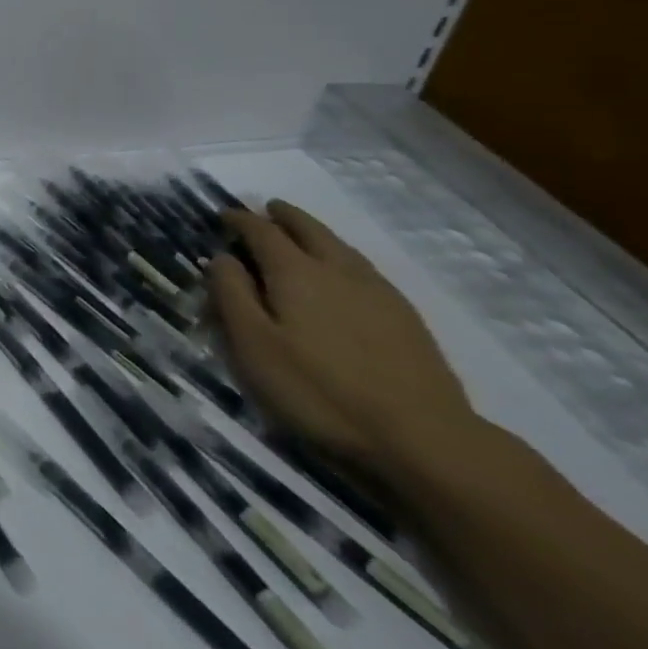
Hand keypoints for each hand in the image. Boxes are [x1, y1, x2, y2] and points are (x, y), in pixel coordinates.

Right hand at [208, 201, 477, 477]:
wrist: (425, 439)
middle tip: (269, 208)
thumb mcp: (254, 345)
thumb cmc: (320, 390)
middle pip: (309, 229)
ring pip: (341, 246)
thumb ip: (232, 294)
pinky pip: (364, 269)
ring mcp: (378, 292)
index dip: (240, 220)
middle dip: (285, 216)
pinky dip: (343, 257)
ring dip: (316, 233)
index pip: (261, 231)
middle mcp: (337, 270)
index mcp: (295, 272)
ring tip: (303, 233)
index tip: (224, 215)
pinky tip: (344, 274)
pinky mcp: (406, 318)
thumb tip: (222, 257)